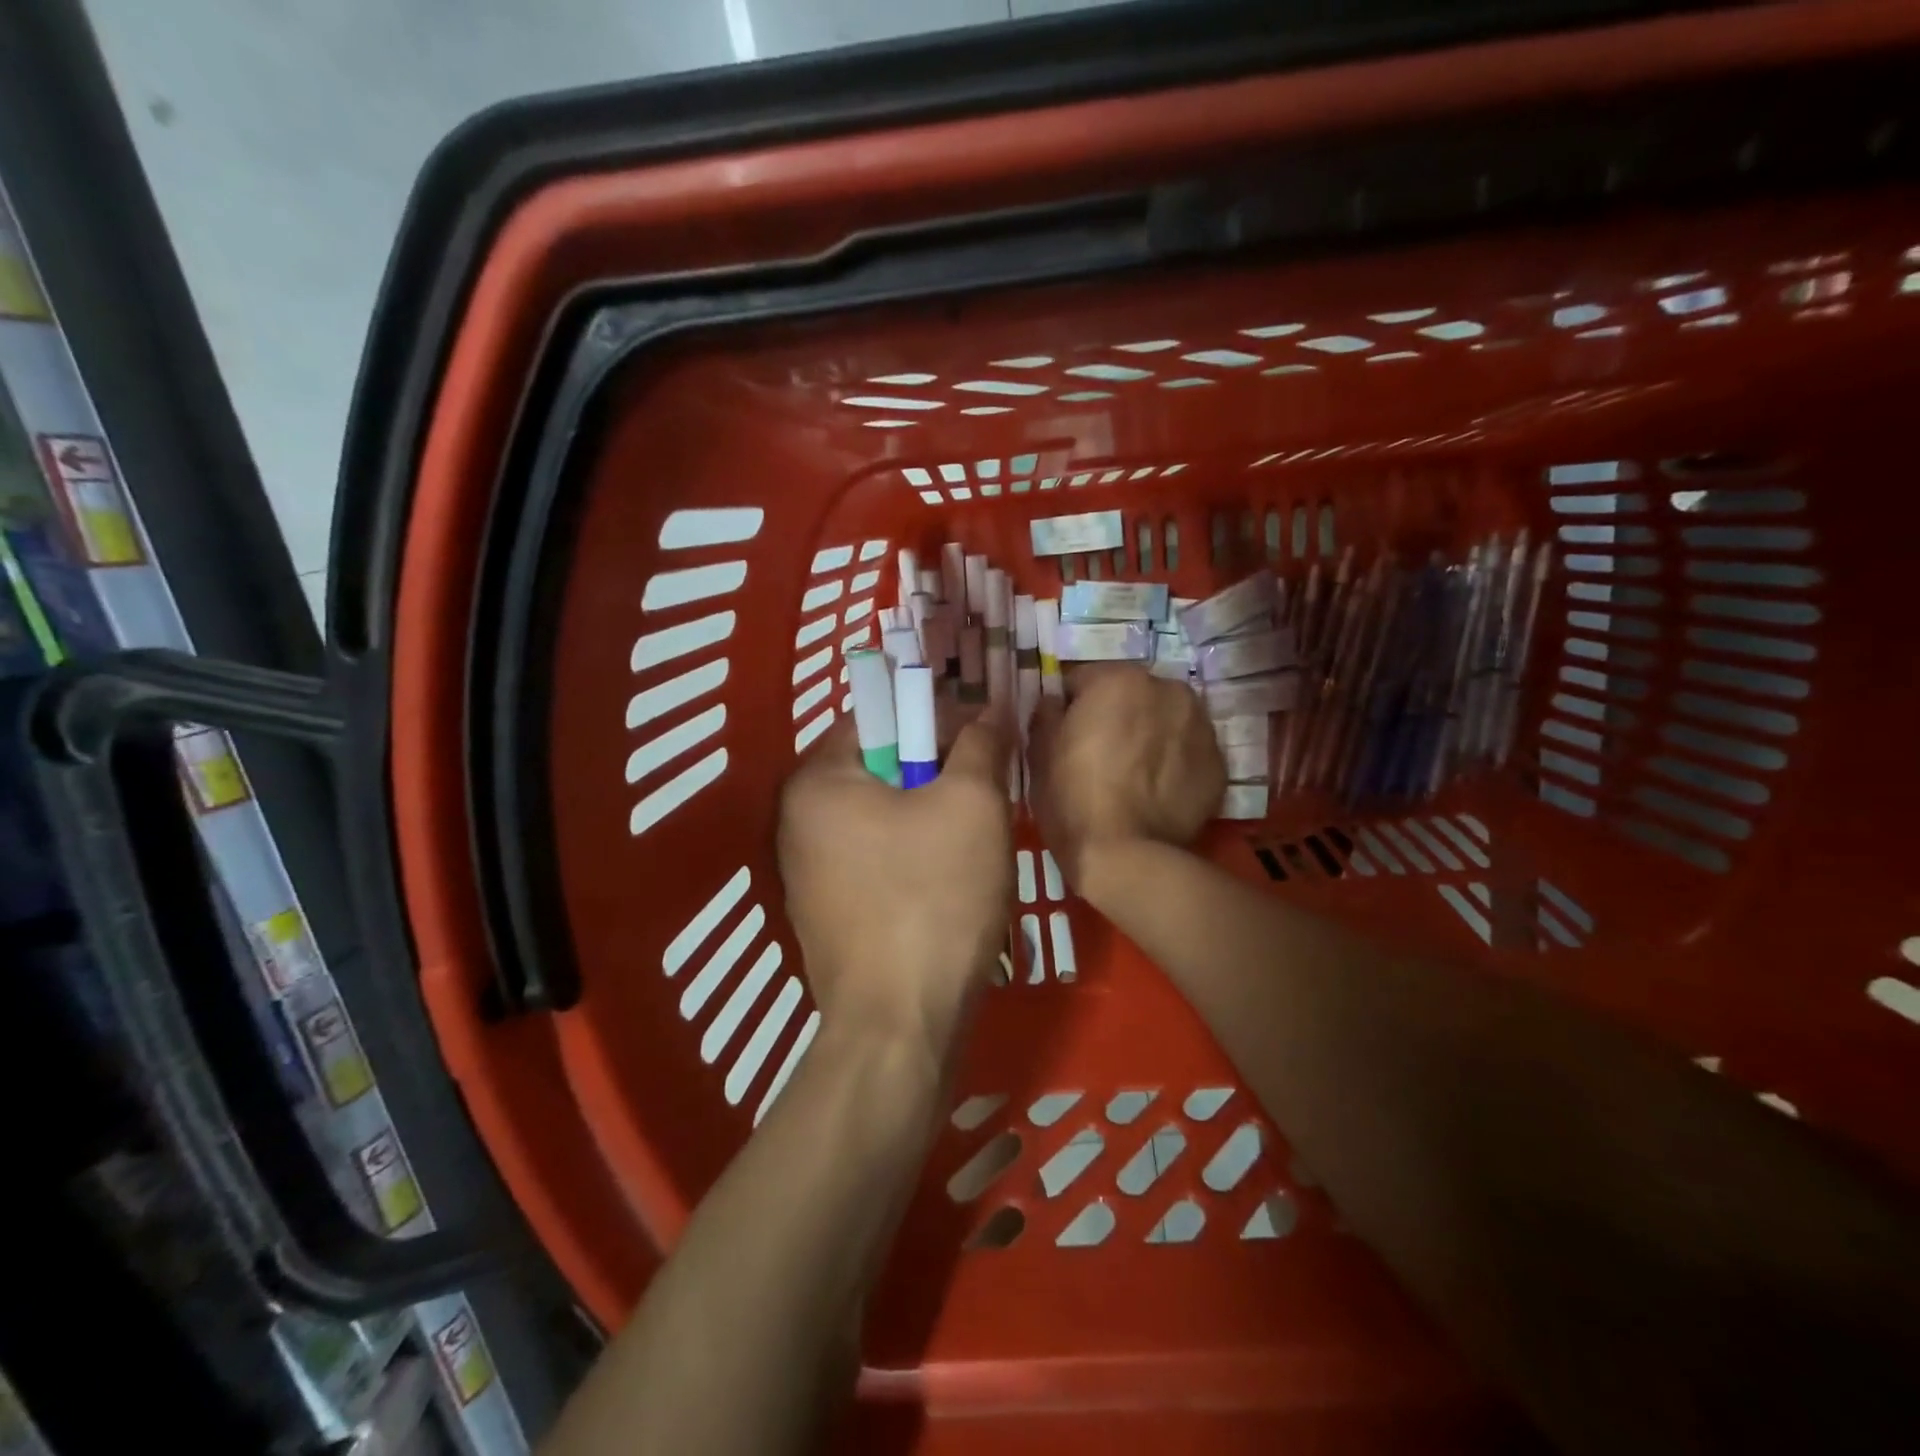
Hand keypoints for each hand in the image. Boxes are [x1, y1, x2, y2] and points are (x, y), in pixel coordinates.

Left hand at [777, 710, 1013, 1065]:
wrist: (901, 1026)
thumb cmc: (934, 898)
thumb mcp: (973, 804)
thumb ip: (980, 744)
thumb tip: (989, 710)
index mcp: (816, 781)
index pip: (877, 717)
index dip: (934, 718)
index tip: (979, 739)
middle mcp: (796, 821)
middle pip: (879, 769)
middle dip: (935, 772)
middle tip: (985, 790)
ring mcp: (807, 872)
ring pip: (881, 817)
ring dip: (929, 816)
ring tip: (975, 838)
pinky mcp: (827, 912)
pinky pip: (876, 859)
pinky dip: (912, 856)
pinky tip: (949, 881)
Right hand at [1027, 666, 1224, 889]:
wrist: (1128, 857)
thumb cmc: (1073, 798)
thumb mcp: (1040, 753)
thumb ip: (1046, 713)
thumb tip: (1054, 702)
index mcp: (1119, 679)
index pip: (1083, 680)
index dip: (1070, 707)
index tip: (1065, 735)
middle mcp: (1168, 690)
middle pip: (1132, 695)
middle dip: (1117, 716)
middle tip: (1100, 755)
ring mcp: (1201, 726)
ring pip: (1165, 720)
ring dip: (1150, 735)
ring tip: (1133, 775)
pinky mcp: (1219, 764)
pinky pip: (1187, 752)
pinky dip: (1174, 763)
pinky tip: (1156, 792)